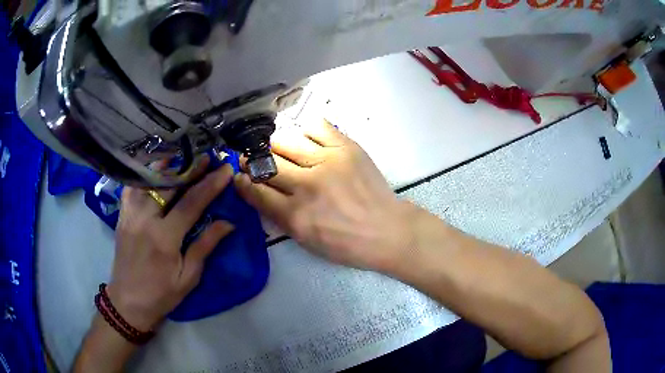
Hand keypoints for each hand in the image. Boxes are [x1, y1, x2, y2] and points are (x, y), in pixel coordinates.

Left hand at [108, 158, 234, 330]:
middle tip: (207, 158)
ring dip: (168, 167)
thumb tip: (228, 222)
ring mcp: (130, 214)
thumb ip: (205, 246)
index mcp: (165, 238)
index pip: (191, 203)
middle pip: (170, 185)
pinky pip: (133, 186)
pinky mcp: (122, 215)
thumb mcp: (188, 277)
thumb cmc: (161, 294)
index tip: (225, 169)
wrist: (127, 301)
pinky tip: (155, 172)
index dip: (210, 184)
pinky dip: (146, 176)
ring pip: (149, 180)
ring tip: (183, 159)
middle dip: (191, 169)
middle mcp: (145, 219)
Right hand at [235, 120, 415, 270]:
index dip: (242, 181)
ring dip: (276, 145)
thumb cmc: (347, 243)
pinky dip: (306, 131)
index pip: (256, 190)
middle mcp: (307, 185)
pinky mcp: (346, 148)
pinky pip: (317, 126)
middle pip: (266, 163)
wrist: (387, 230)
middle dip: (253, 161)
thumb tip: (258, 192)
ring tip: (279, 149)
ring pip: (286, 140)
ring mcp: (327, 162)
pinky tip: (308, 140)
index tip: (238, 175)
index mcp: (295, 216)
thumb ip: (279, 216)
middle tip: (254, 160)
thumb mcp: (306, 241)